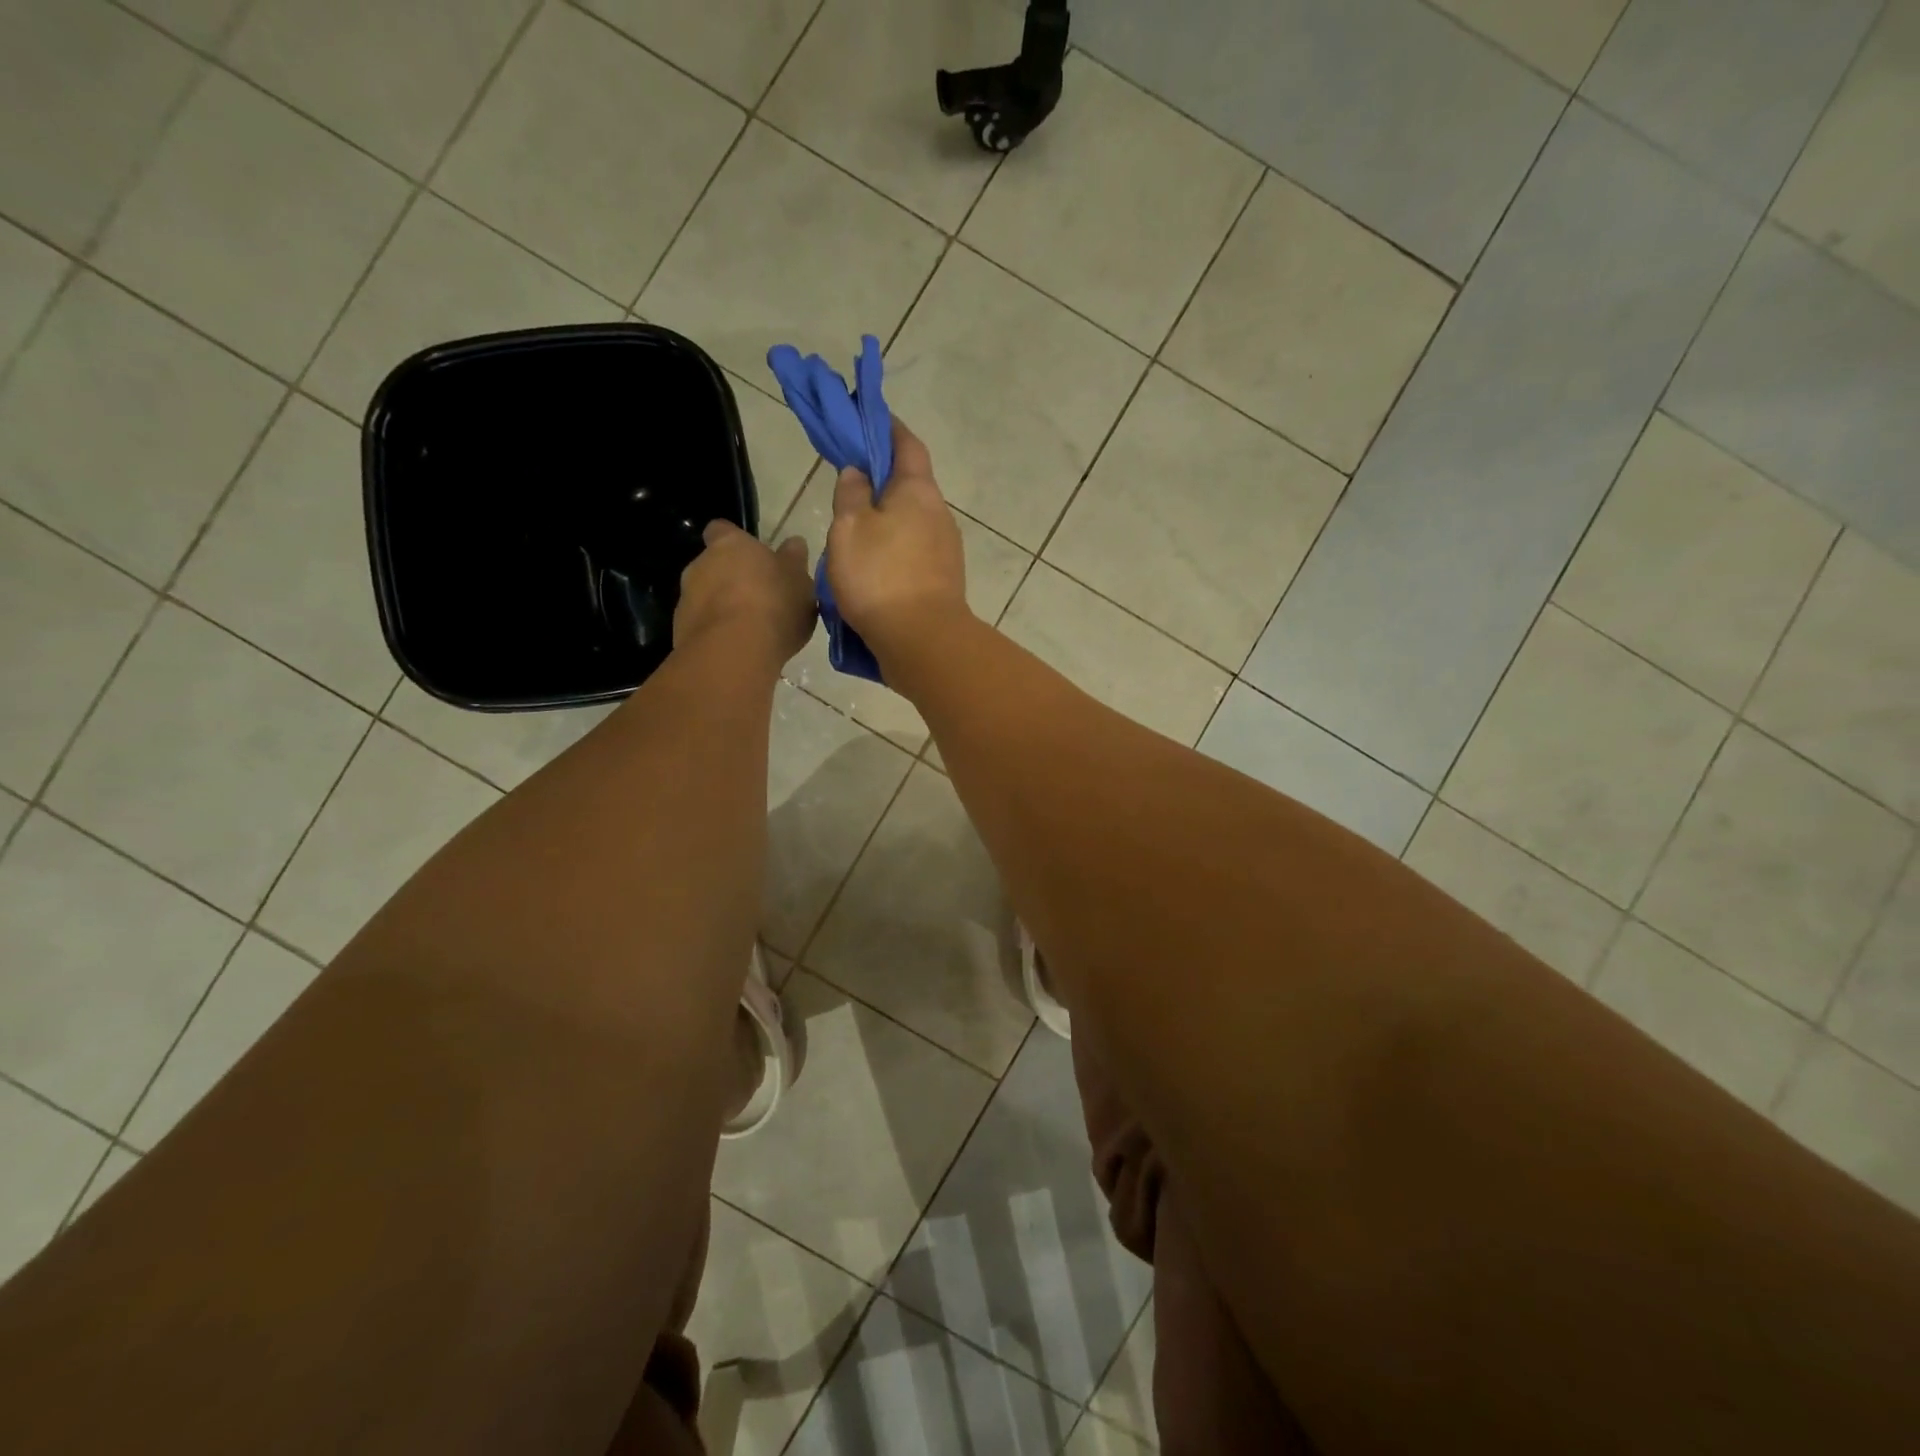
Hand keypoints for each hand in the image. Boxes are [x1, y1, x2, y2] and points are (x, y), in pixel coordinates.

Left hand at [675, 521, 815, 665]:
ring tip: (751, 631)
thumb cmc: (773, 605)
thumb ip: (794, 561)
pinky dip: (717, 634)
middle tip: (760, 600)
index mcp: (729, 544)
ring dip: (723, 609)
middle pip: (713, 566)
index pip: (722, 530)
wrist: (734, 652)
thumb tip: (793, 543)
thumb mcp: (800, 581)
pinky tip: (738, 649)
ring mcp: (686, 599)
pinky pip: (702, 627)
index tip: (753, 558)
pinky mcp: (680, 631)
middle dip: (732, 580)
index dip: (736, 542)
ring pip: (706, 598)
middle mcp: (700, 565)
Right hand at [825, 419, 968, 667]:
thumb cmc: (880, 577)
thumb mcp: (850, 528)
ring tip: (852, 533)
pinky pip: (912, 553)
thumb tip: (858, 472)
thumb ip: (851, 494)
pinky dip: (892, 550)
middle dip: (881, 480)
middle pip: (910, 485)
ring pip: (910, 523)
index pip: (906, 443)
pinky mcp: (941, 580)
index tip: (867, 419)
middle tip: (848, 485)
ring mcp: (945, 550)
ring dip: (885, 521)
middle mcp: (939, 514)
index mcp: (918, 491)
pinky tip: (870, 567)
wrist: (921, 641)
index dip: (887, 427)